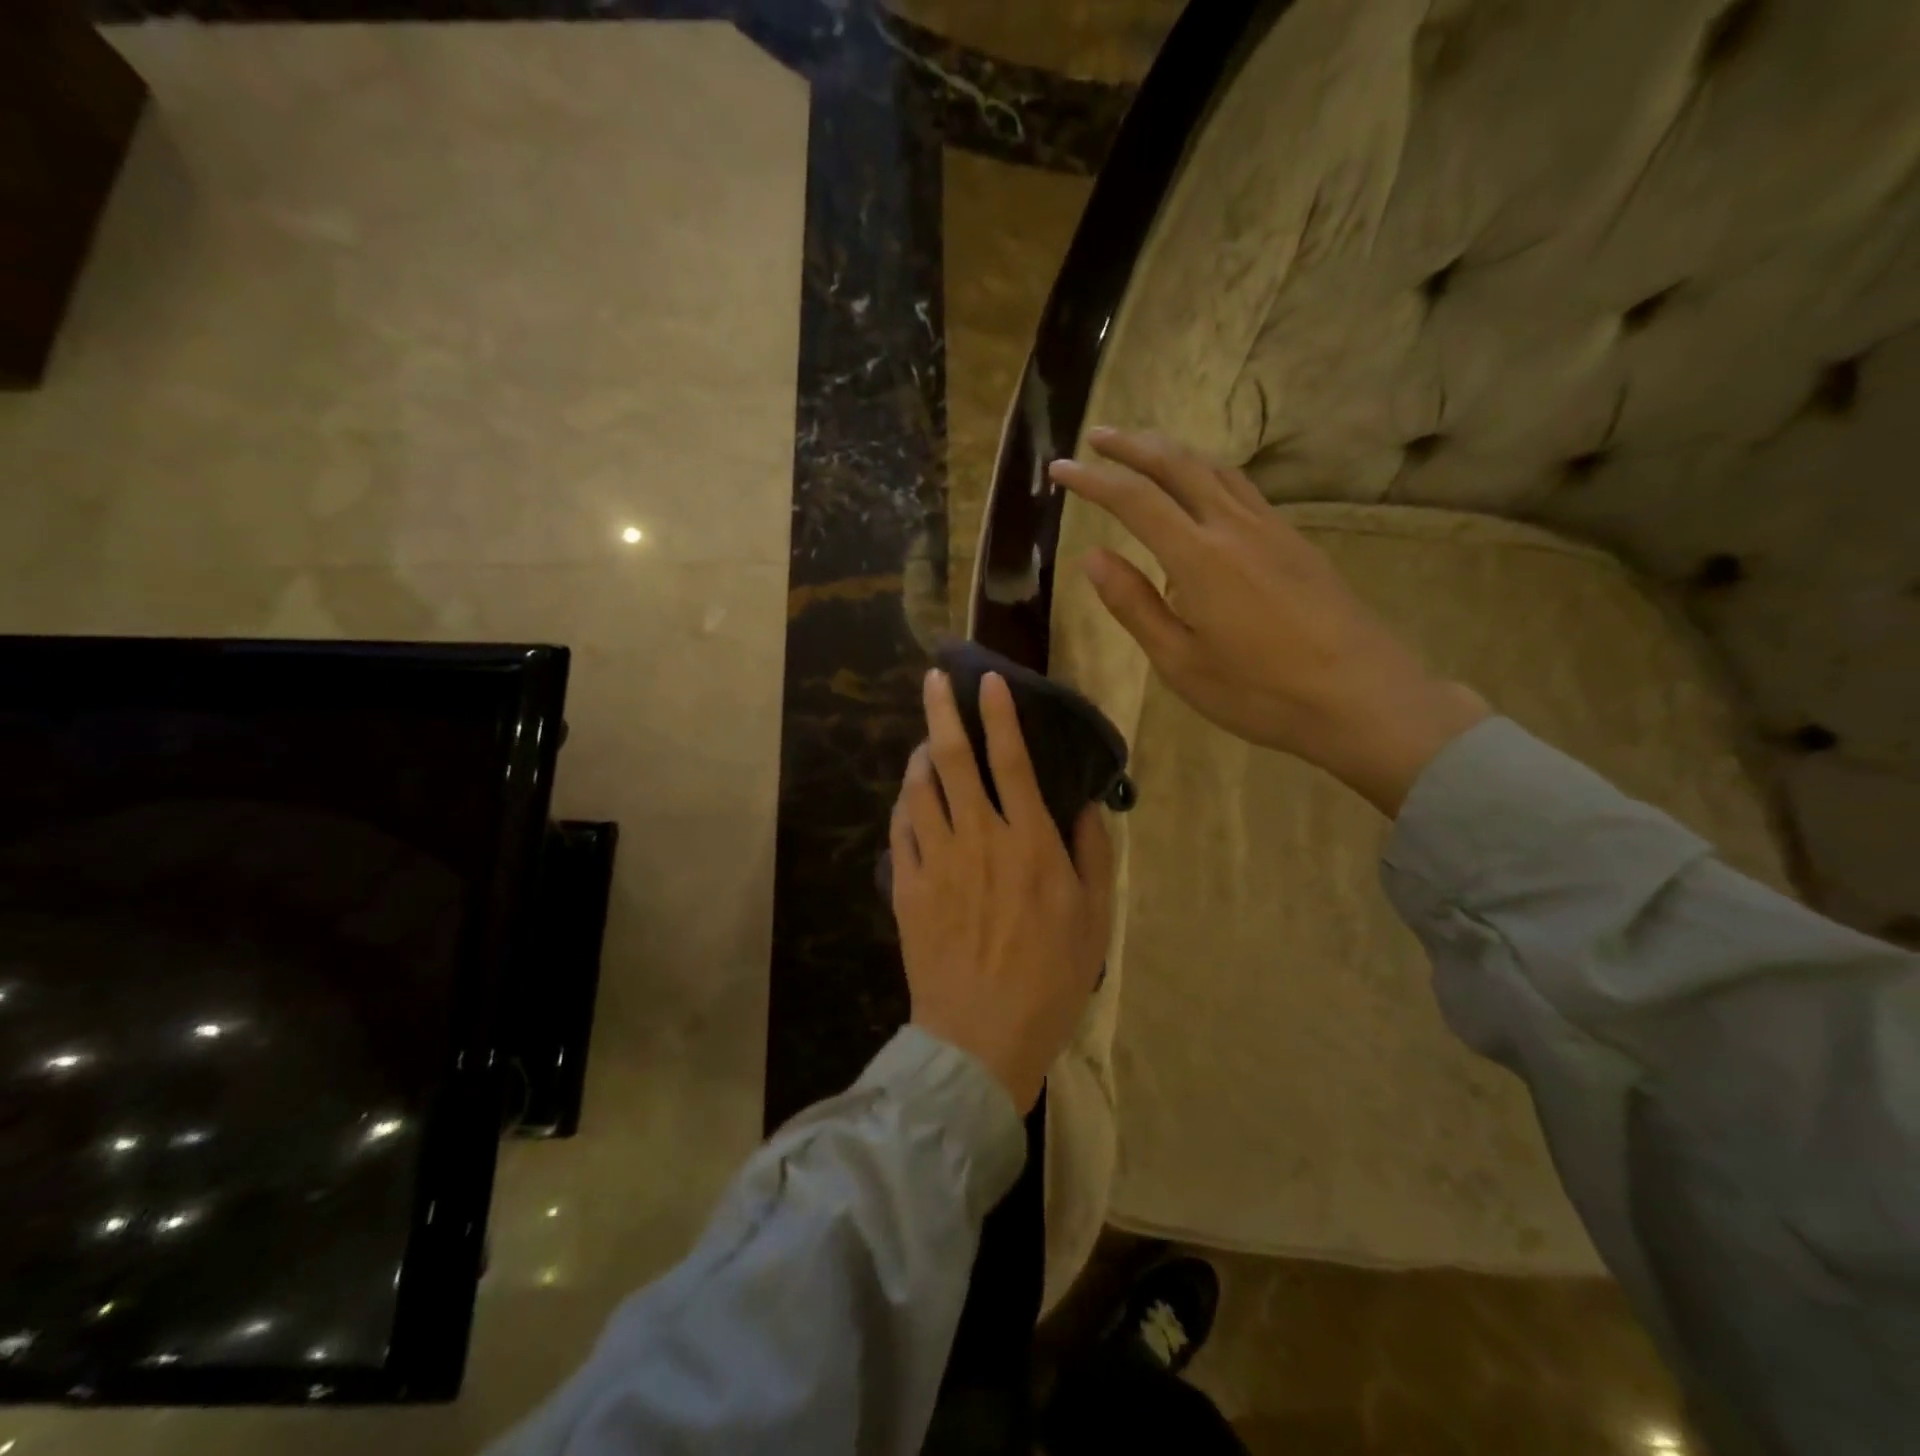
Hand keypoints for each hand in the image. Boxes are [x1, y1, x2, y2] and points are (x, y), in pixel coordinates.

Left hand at [890, 669, 1113, 1112]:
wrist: (981, 1037)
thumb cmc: (1050, 979)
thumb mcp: (1093, 918)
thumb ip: (1091, 852)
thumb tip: (1081, 803)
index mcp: (1029, 843)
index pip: (1011, 761)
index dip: (999, 716)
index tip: (988, 681)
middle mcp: (978, 839)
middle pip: (953, 760)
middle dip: (942, 712)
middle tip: (933, 680)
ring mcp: (935, 862)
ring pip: (919, 789)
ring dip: (919, 754)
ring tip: (924, 737)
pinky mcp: (906, 887)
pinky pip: (900, 830)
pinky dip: (904, 803)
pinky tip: (910, 795)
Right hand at [1049, 428, 1489, 814]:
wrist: (1361, 696)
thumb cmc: (1259, 691)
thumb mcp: (1180, 662)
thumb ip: (1134, 605)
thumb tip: (1092, 557)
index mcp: (1198, 557)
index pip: (1135, 500)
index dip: (1094, 480)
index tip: (1061, 468)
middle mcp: (1234, 527)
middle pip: (1179, 465)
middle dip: (1133, 445)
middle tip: (1098, 436)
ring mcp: (1272, 529)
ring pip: (1216, 469)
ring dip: (1173, 452)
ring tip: (1144, 450)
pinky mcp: (1296, 542)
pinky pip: (1243, 489)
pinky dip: (1208, 473)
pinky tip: (1202, 490)